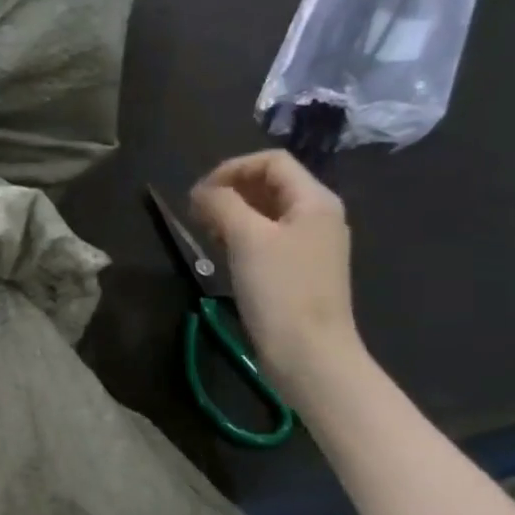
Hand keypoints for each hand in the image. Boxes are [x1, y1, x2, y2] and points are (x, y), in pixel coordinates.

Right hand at [190, 149, 362, 401]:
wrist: (308, 353)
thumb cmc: (280, 290)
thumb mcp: (246, 238)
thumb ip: (222, 203)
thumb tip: (202, 191)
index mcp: (314, 201)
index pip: (271, 161)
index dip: (231, 169)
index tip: (198, 194)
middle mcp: (317, 216)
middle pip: (269, 184)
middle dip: (229, 190)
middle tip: (197, 213)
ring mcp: (310, 244)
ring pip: (265, 212)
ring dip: (232, 213)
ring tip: (206, 231)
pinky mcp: (298, 270)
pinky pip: (267, 237)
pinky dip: (241, 235)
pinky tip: (223, 253)